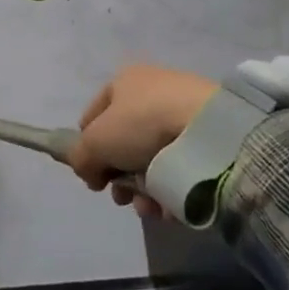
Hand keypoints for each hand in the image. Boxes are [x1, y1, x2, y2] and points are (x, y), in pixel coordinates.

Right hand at [71, 65, 218, 216]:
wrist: (207, 129)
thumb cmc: (142, 124)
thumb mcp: (95, 142)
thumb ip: (81, 158)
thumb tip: (89, 173)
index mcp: (124, 81)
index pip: (92, 117)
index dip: (87, 148)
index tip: (94, 176)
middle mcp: (152, 91)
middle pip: (123, 144)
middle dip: (119, 177)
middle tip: (122, 198)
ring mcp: (182, 113)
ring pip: (151, 160)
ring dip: (143, 190)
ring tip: (148, 208)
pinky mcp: (207, 136)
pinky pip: (179, 167)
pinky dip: (171, 189)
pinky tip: (169, 206)